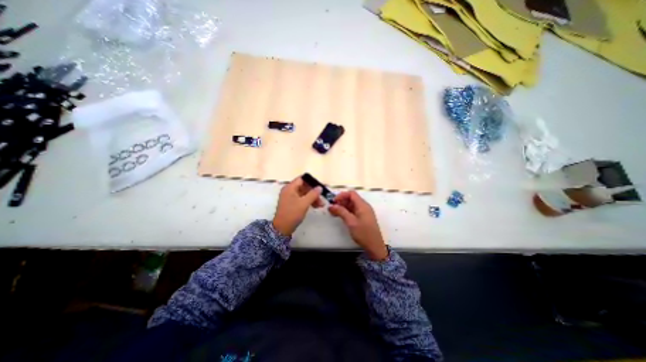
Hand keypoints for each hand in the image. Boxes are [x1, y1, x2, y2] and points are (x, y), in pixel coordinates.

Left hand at [271, 175, 322, 237]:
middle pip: (303, 187)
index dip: (311, 182)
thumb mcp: (304, 203)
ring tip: (321, 205)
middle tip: (322, 198)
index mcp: (290, 188)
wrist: (282, 228)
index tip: (320, 187)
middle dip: (313, 192)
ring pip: (304, 194)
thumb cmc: (292, 214)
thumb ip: (313, 194)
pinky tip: (315, 206)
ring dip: (312, 198)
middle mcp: (289, 191)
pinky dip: (308, 201)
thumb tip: (319, 187)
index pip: (302, 179)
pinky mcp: (291, 204)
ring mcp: (290, 198)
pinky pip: (301, 199)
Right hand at [329, 191, 386, 257]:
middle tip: (332, 208)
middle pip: (351, 198)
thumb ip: (341, 212)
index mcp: (362, 205)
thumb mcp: (351, 222)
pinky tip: (340, 216)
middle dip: (341, 201)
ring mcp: (364, 212)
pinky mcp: (363, 217)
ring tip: (334, 212)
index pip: (351, 194)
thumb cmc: (363, 233)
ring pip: (352, 205)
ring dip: (343, 206)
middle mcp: (364, 206)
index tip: (333, 201)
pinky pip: (354, 210)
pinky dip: (346, 211)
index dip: (341, 195)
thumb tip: (331, 206)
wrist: (375, 246)